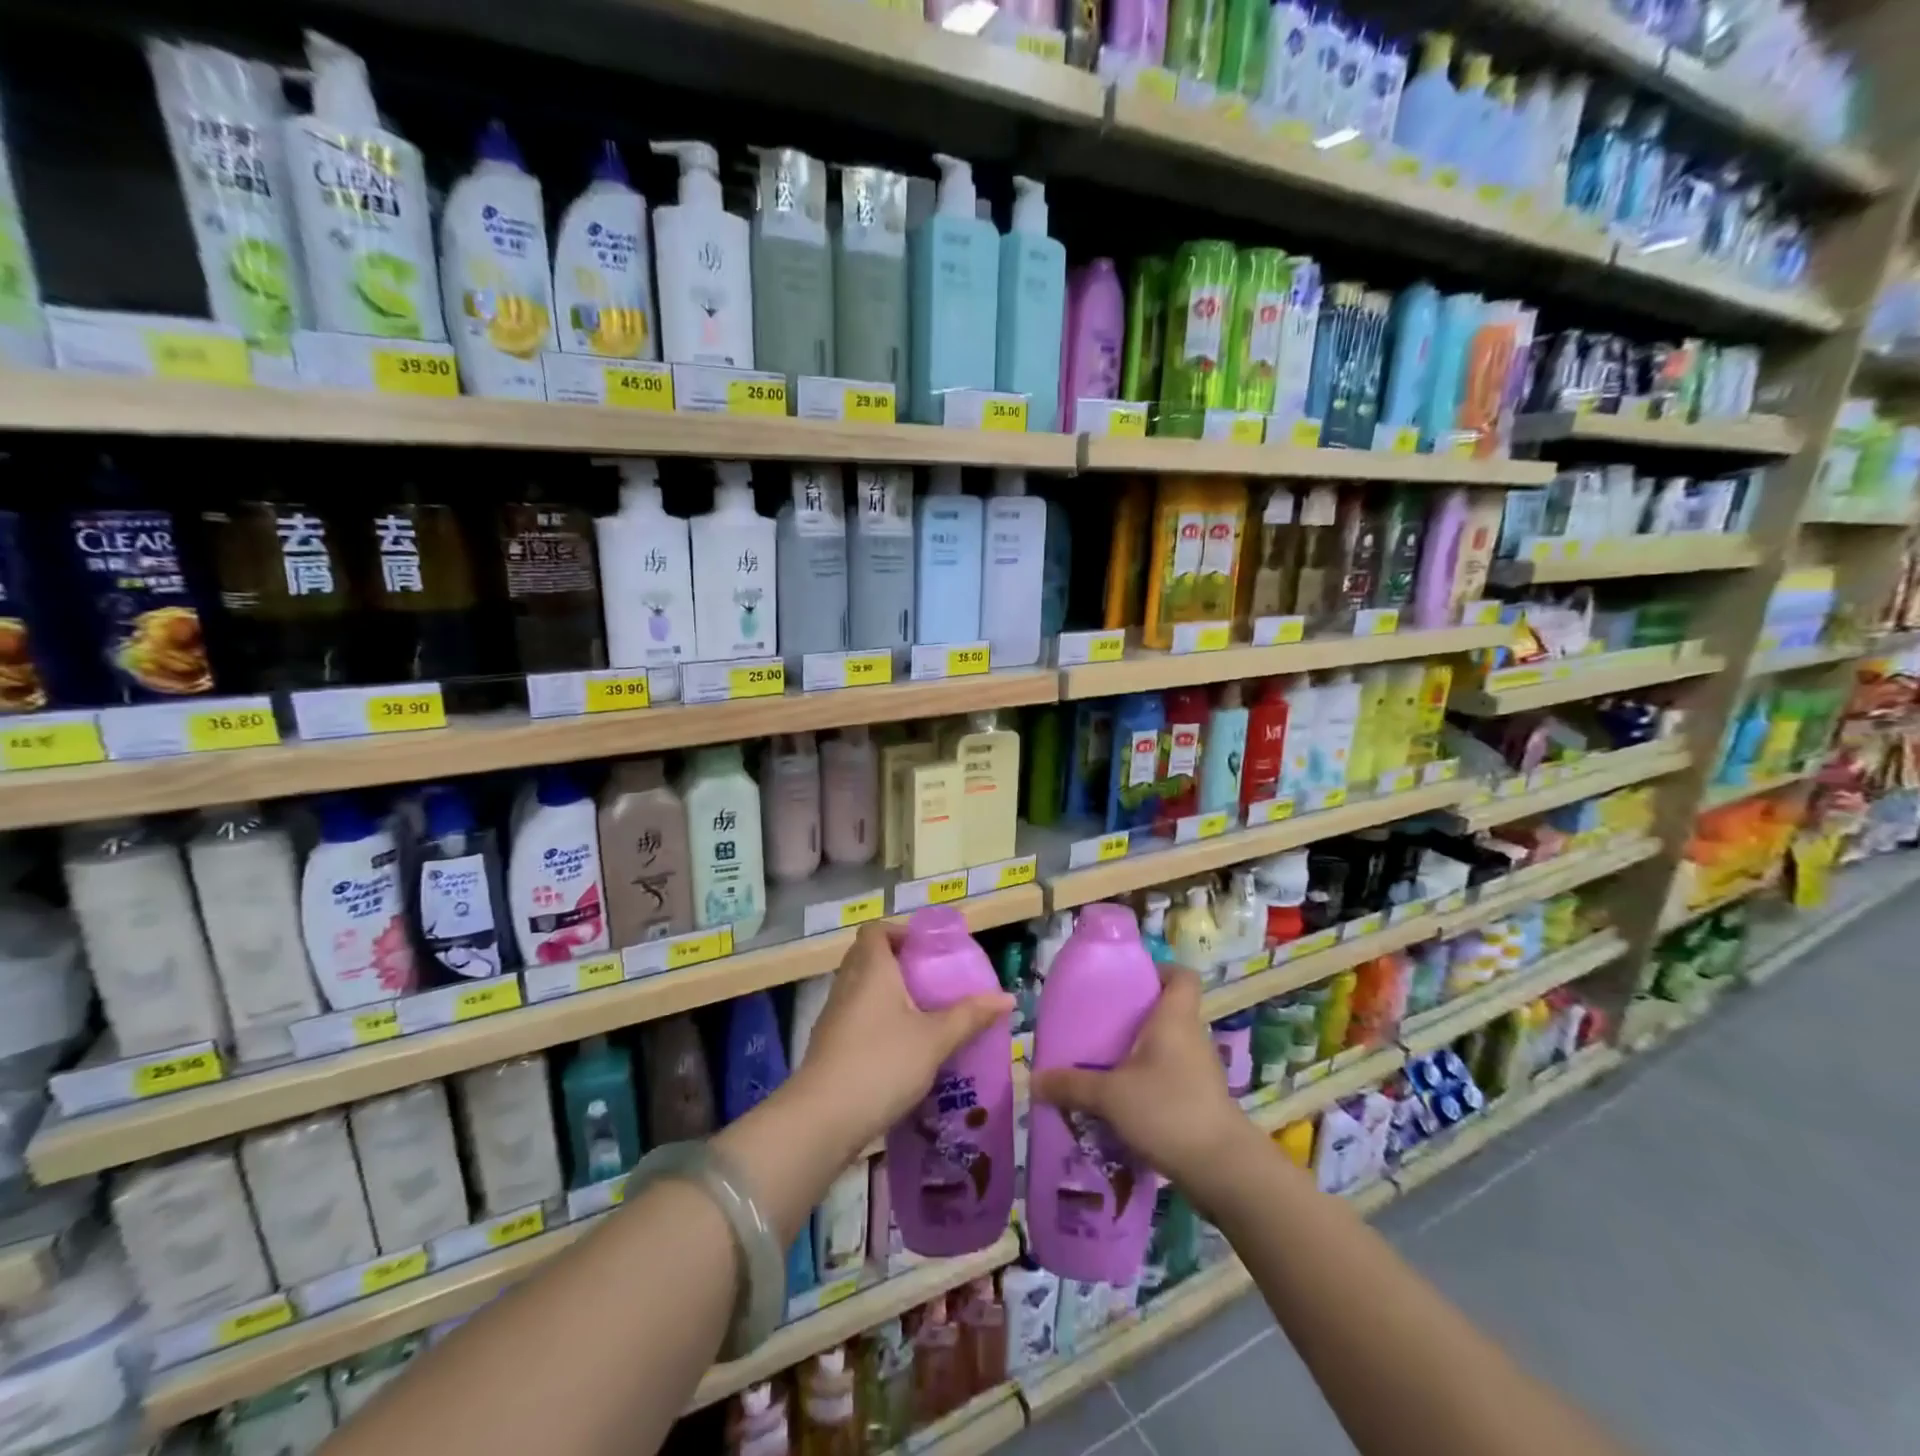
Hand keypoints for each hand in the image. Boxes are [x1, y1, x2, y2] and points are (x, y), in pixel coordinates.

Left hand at [789, 923, 1013, 1160]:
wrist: (822, 1119)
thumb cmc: (882, 1063)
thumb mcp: (935, 1039)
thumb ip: (970, 1016)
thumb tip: (1008, 998)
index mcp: (871, 969)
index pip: (875, 930)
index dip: (899, 931)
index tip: (926, 950)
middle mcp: (848, 983)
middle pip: (867, 957)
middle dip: (898, 964)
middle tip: (930, 982)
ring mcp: (833, 1015)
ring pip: (860, 989)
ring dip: (886, 994)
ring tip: (921, 1015)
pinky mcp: (827, 1045)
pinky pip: (854, 1017)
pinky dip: (875, 1022)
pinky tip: (899, 1048)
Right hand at [1031, 967, 1251, 1193]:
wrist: (1223, 1169)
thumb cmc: (1168, 1110)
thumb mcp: (1110, 1096)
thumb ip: (1071, 1085)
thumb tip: (1034, 1080)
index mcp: (1175, 1019)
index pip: (1182, 976)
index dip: (1160, 971)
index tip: (1130, 981)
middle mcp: (1192, 1037)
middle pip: (1169, 1012)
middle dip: (1137, 1017)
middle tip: (1101, 1026)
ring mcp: (1201, 1072)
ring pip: (1169, 1048)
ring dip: (1142, 1054)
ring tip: (1105, 1066)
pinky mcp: (1202, 1102)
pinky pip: (1172, 1078)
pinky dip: (1151, 1083)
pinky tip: (1124, 1103)